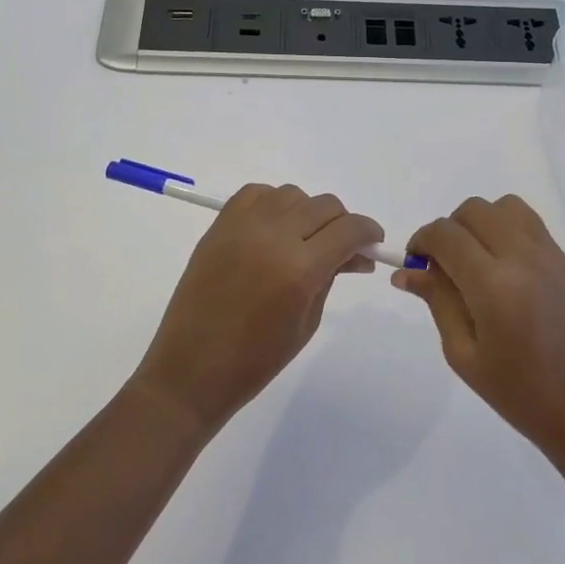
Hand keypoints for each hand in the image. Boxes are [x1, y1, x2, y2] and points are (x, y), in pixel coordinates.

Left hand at [132, 184, 383, 434]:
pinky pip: (255, 194)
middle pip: (324, 206)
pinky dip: (272, 203)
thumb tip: (355, 255)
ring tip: (304, 239)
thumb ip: (331, 278)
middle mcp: (273, 237)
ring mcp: (242, 227)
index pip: (348, 229)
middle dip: (341, 223)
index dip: (368, 232)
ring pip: (291, 194)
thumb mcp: (307, 322)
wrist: (192, 369)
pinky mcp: (219, 226)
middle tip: (341, 248)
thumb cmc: (256, 360)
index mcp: (300, 269)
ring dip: (307, 211)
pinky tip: (274, 228)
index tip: (373, 243)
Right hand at [394, 196, 564, 480]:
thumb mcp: (466, 357)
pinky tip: (508, 277)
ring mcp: (555, 259)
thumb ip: (438, 303)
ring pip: (508, 207)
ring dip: (482, 223)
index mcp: (494, 287)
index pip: (446, 234)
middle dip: (450, 229)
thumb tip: (407, 271)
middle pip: (475, 210)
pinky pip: (533, 228)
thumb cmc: (524, 399)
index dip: (421, 240)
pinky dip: (509, 234)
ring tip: (478, 262)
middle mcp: (525, 259)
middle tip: (445, 266)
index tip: (416, 262)